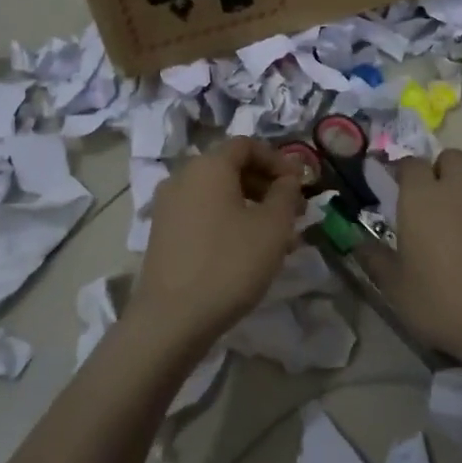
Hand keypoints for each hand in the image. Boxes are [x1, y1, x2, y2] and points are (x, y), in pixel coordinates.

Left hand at [133, 138, 302, 348]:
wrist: (172, 318)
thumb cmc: (230, 263)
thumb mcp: (273, 227)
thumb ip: (286, 194)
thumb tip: (288, 180)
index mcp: (208, 166)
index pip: (247, 145)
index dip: (277, 159)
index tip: (299, 184)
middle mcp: (182, 177)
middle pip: (230, 167)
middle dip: (265, 184)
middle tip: (292, 211)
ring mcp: (167, 206)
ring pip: (217, 194)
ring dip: (249, 205)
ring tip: (275, 236)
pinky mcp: (162, 233)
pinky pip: (202, 213)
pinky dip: (227, 220)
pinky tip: (246, 250)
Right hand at [371, 148, 461, 364]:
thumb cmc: (440, 302)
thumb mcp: (395, 288)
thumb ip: (374, 259)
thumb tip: (357, 244)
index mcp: (422, 198)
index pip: (411, 163)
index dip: (404, 171)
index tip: (399, 186)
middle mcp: (459, 189)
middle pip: (452, 157)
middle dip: (442, 169)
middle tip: (434, 198)